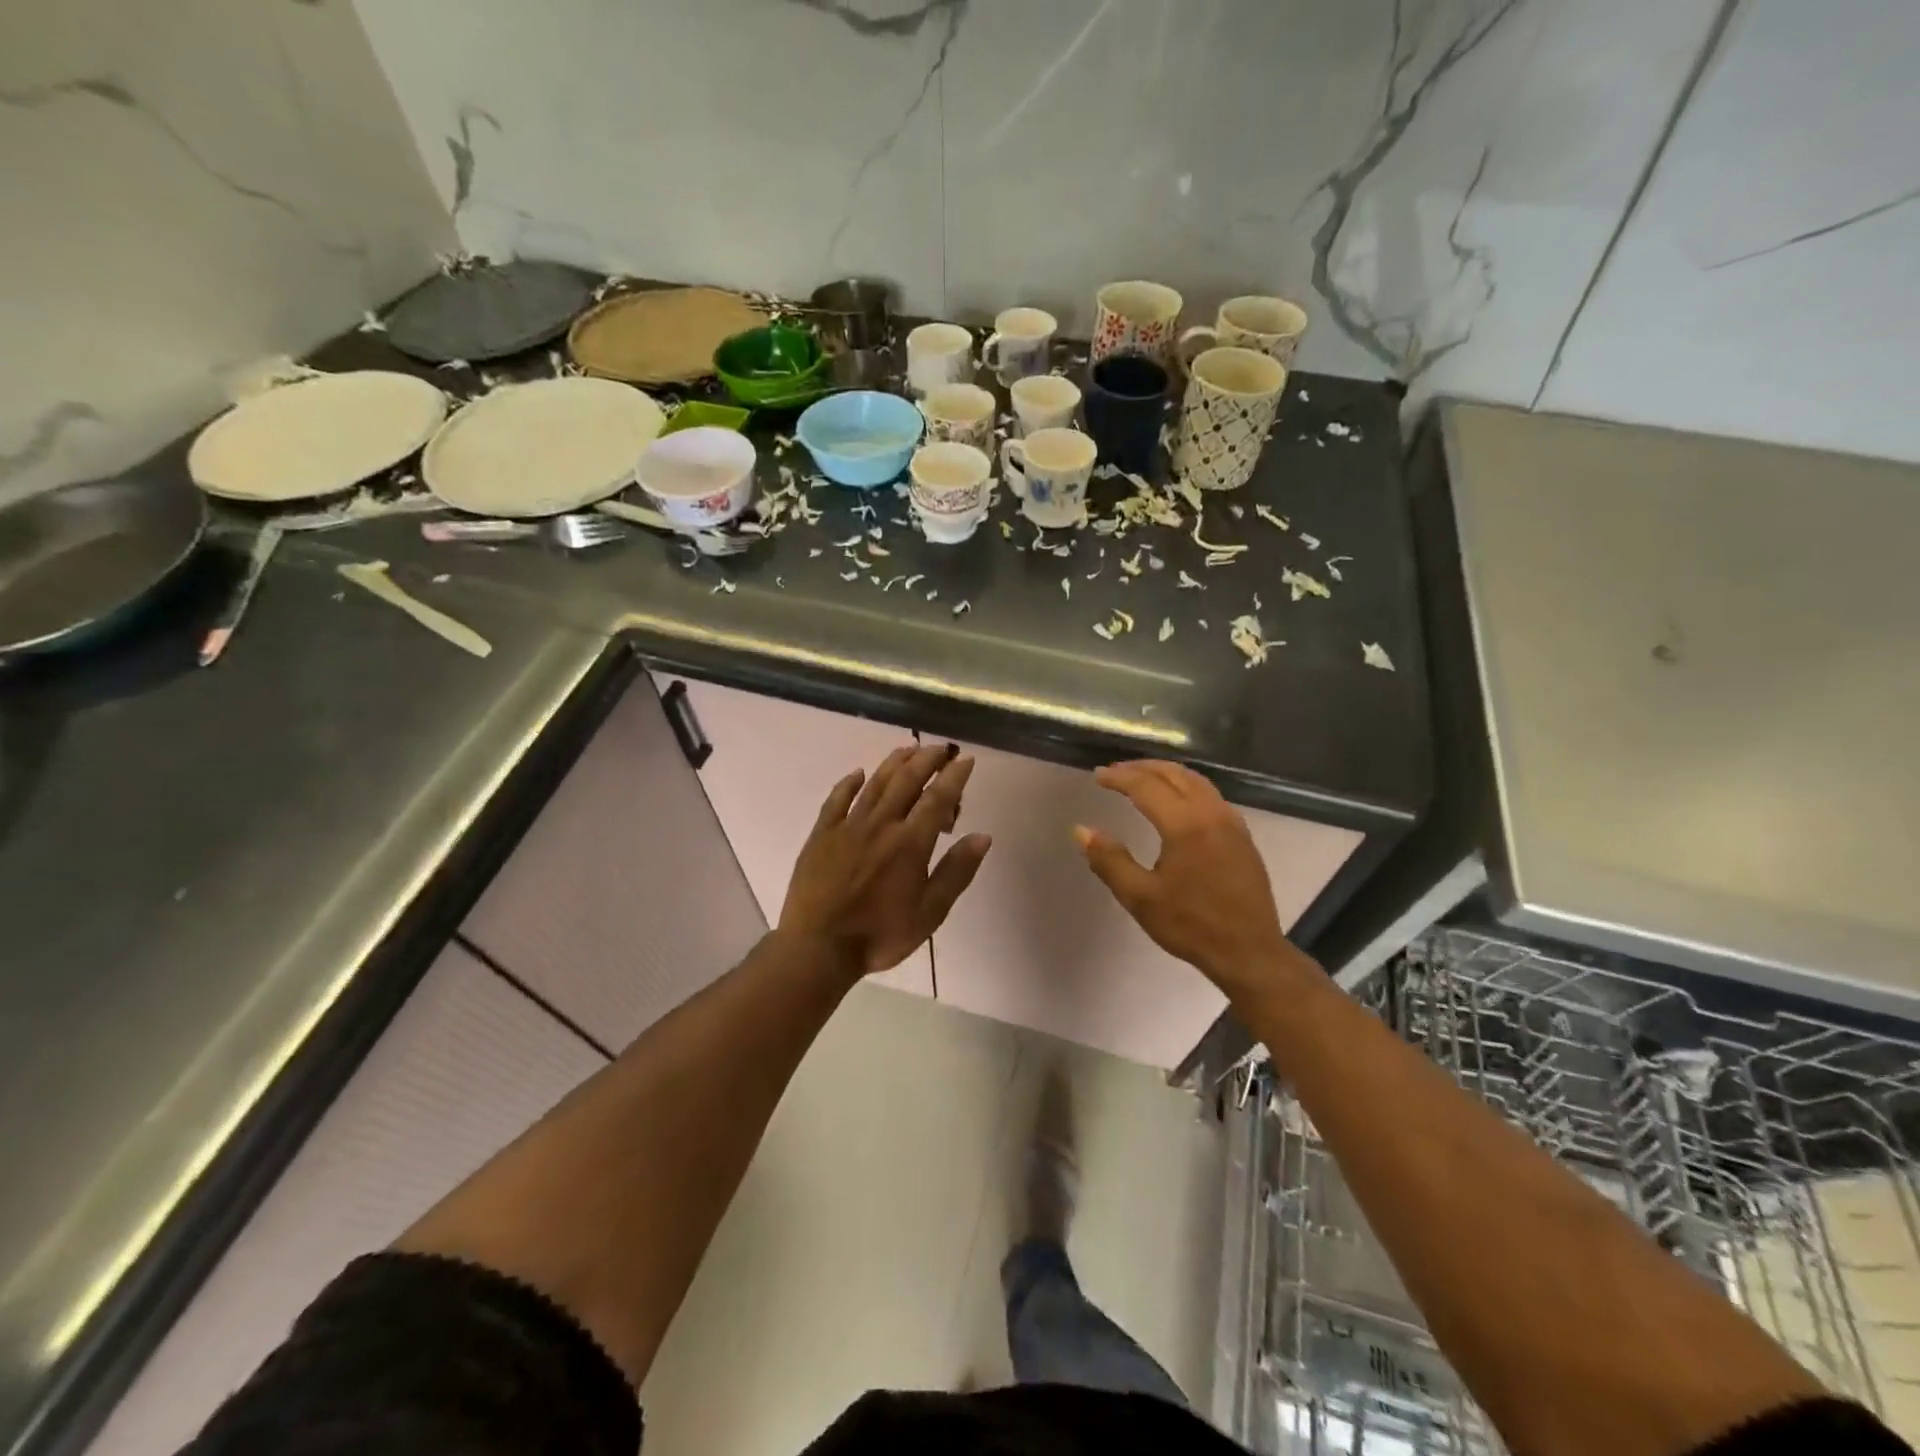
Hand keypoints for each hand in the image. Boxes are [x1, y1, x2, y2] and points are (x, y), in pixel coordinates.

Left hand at [780, 743, 991, 977]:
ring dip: (894, 763)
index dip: (954, 776)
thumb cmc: (880, 935)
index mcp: (910, 843)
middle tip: (940, 748)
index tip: (966, 760)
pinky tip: (858, 774)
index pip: (937, 798)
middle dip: (927, 759)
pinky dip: (849, 783)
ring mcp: (848, 826)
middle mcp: (881, 825)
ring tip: (909, 749)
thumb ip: (956, 871)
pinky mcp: (822, 834)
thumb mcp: (930, 912)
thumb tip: (982, 836)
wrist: (818, 947)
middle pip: (907, 781)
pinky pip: (837, 799)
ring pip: (875, 783)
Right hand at [1075, 760, 1292, 997]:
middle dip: (1142, 768)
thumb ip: (1109, 860)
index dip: (1119, 778)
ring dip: (1166, 773)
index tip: (1097, 776)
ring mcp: (1232, 822)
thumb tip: (1081, 830)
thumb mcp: (1139, 898)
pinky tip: (1177, 801)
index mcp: (1185, 825)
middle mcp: (1211, 814)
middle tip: (1115, 771)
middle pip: (1174, 774)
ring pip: (1196, 781)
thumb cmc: (1190, 925)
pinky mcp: (1242, 835)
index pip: (1146, 786)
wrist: (1249, 952)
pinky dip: (1187, 786)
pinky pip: (1211, 795)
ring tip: (1142, 777)